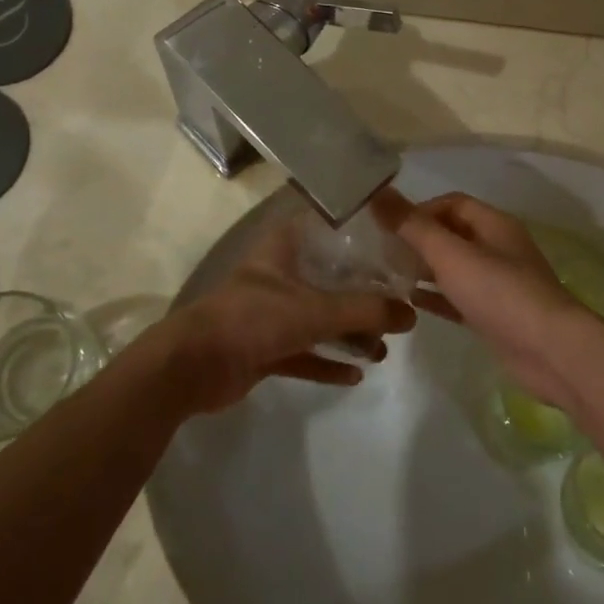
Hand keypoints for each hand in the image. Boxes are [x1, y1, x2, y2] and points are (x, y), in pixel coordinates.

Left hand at [157, 214, 414, 415]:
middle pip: (331, 278)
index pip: (331, 228)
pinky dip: (328, 362)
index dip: (363, 235)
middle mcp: (280, 273)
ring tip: (383, 348)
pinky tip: (356, 375)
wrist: (192, 365)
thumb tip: (411, 315)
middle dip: (364, 296)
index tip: (397, 247)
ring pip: (320, 318)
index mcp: (286, 247)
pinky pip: (305, 352)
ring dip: (349, 334)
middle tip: (398, 308)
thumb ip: (365, 310)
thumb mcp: (316, 310)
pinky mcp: (265, 347)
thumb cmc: (254, 318)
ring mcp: (271, 312)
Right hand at [375, 188, 595, 408]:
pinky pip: (459, 297)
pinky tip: (411, 303)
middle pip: (452, 234)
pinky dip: (436, 296)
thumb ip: (414, 227)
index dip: (420, 210)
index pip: (452, 203)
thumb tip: (378, 194)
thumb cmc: (501, 294)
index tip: (389, 229)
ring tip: (388, 277)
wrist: (550, 352)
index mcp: (494, 224)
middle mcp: (498, 248)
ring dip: (425, 269)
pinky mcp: (495, 315)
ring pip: (455, 267)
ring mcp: (499, 283)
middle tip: (382, 255)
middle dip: (418, 240)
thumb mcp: (452, 255)